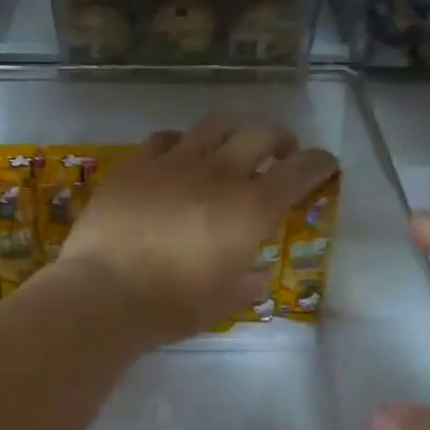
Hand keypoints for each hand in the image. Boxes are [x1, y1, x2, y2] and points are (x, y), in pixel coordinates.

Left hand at [58, 116, 337, 346]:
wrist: (105, 292)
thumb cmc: (173, 305)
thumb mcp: (224, 302)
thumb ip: (248, 281)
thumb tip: (256, 272)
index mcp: (251, 208)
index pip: (301, 170)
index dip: (319, 162)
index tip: (323, 164)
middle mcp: (220, 173)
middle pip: (261, 132)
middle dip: (279, 139)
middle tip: (279, 153)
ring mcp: (175, 161)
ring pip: (215, 124)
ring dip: (232, 134)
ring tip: (227, 150)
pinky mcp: (137, 162)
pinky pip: (166, 138)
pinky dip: (181, 144)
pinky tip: (176, 158)